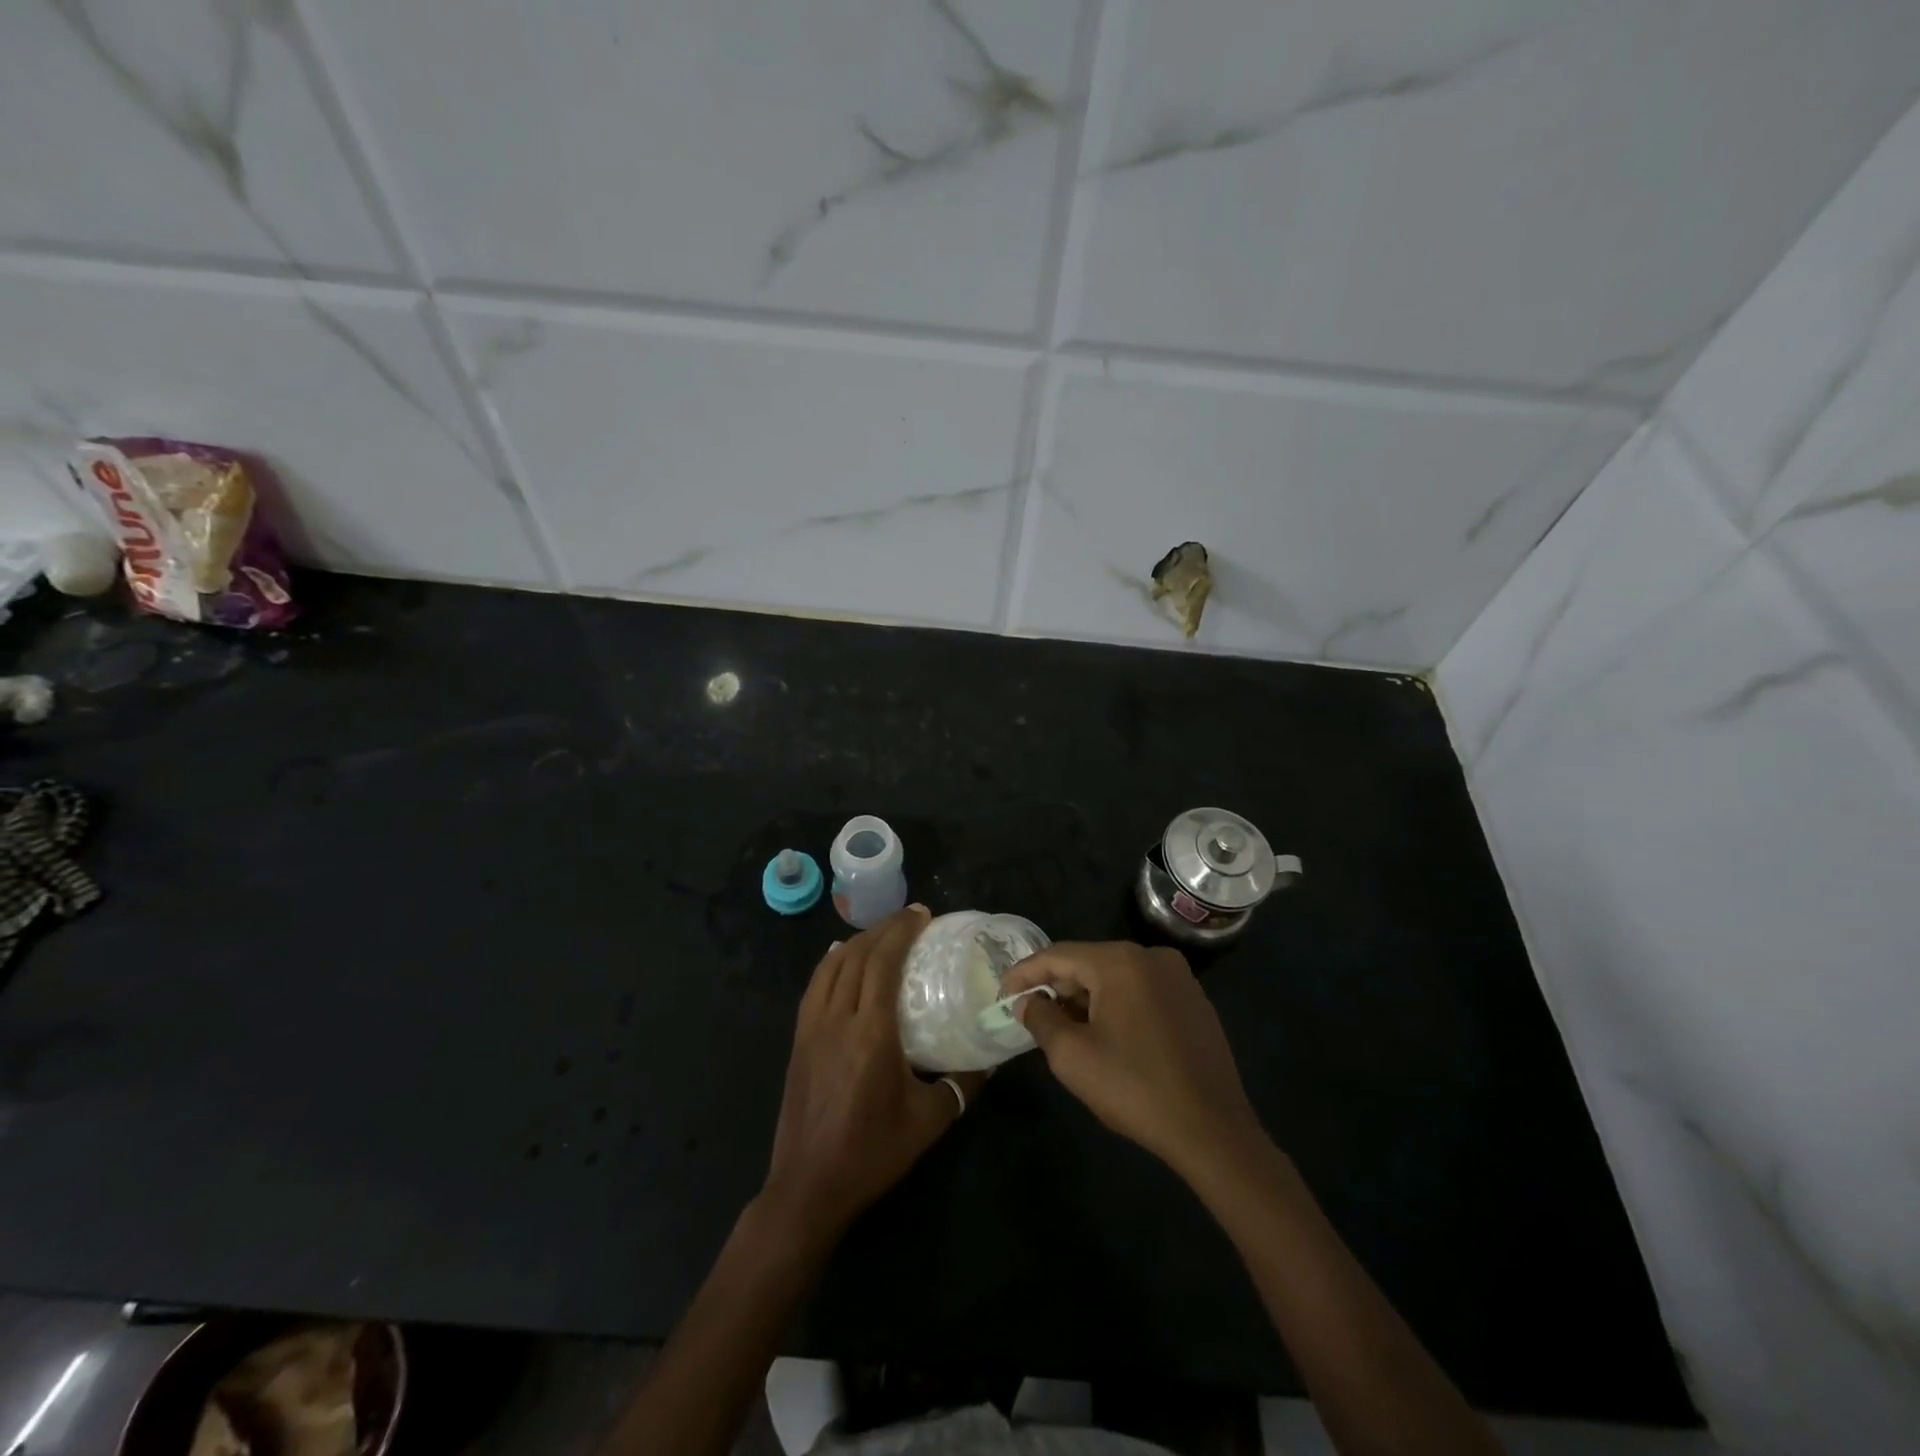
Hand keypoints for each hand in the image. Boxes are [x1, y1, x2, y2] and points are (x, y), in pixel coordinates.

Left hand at [759, 906, 982, 1246]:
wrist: (809, 1187)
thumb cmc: (872, 1152)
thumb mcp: (929, 1121)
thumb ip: (962, 1086)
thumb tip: (991, 1060)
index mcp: (871, 1032)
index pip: (883, 962)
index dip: (901, 931)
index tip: (922, 914)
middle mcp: (838, 1018)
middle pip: (858, 956)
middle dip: (884, 928)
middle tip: (910, 918)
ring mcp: (812, 1028)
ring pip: (832, 966)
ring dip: (857, 941)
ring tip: (881, 933)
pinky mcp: (798, 1040)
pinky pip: (814, 986)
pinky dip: (830, 963)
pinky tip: (841, 957)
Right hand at [1003, 941, 1265, 1178]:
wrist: (1213, 1131)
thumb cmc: (1134, 1088)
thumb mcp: (1072, 1057)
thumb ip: (1041, 1019)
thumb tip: (1028, 1003)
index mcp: (1120, 962)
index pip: (1058, 955)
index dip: (1025, 973)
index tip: (1002, 994)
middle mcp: (1151, 956)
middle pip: (1088, 962)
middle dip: (1057, 987)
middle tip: (1032, 1014)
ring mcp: (1178, 977)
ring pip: (1116, 977)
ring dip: (1086, 997)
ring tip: (1065, 1027)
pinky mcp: (1194, 1001)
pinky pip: (1142, 990)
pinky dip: (1117, 1004)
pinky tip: (1107, 1034)